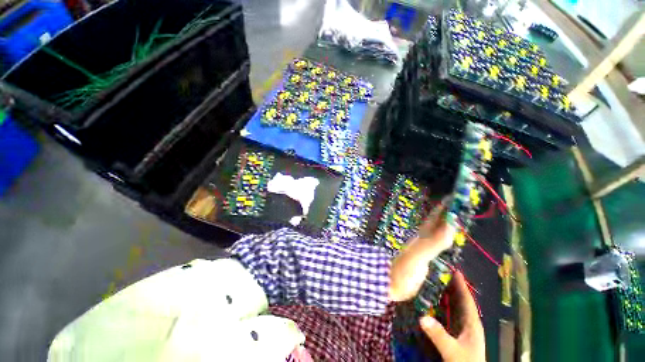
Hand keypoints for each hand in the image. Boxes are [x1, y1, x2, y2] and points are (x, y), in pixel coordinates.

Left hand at [389, 205, 454, 301]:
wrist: (390, 284)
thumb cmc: (402, 270)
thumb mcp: (418, 255)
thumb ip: (434, 242)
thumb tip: (451, 225)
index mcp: (421, 236)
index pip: (434, 218)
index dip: (443, 208)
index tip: (454, 197)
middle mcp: (422, 239)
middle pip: (436, 223)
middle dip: (447, 214)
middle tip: (460, 206)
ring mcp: (423, 248)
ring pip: (437, 232)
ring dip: (446, 225)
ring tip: (457, 220)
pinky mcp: (424, 258)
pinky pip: (437, 244)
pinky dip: (445, 238)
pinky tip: (448, 239)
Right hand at [420, 272, 485, 361]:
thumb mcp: (452, 351)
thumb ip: (439, 335)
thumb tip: (422, 317)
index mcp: (472, 323)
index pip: (467, 300)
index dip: (462, 285)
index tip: (455, 271)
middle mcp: (469, 322)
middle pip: (461, 300)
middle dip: (453, 286)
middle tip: (441, 271)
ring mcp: (463, 328)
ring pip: (456, 307)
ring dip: (449, 294)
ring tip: (437, 281)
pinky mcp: (457, 333)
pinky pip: (451, 313)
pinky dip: (445, 304)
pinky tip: (436, 301)